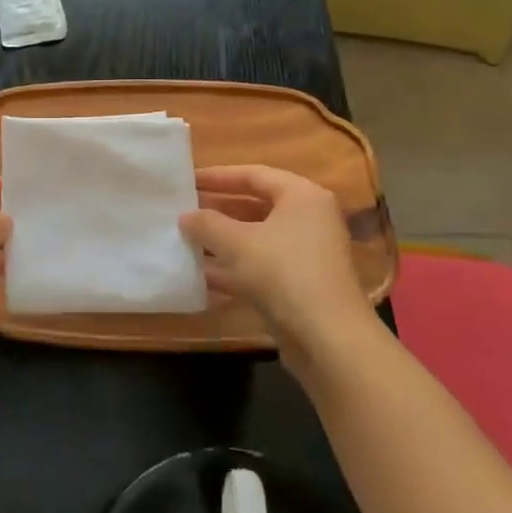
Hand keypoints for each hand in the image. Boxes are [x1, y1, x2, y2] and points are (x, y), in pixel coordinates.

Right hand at [179, 165, 381, 370]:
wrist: (327, 337)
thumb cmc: (283, 272)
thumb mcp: (236, 242)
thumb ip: (206, 224)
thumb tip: (185, 216)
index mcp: (302, 196)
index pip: (254, 174)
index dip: (217, 176)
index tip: (187, 180)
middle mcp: (309, 219)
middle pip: (256, 205)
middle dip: (218, 209)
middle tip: (184, 208)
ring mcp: (307, 253)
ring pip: (257, 238)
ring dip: (223, 240)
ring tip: (186, 239)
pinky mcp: (301, 284)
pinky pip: (261, 265)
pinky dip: (234, 267)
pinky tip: (202, 275)